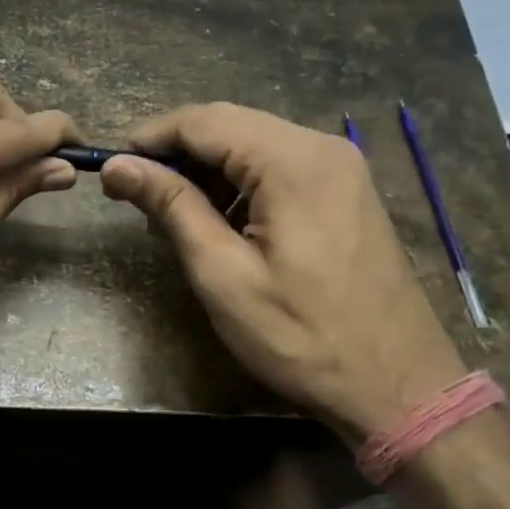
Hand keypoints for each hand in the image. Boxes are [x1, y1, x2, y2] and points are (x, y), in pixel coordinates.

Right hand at [100, 103, 465, 440]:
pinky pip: (279, 167)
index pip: (203, 121)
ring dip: (206, 170)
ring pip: (253, 144)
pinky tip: (219, 222)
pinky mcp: (345, 192)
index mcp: (293, 161)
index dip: (149, 138)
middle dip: (175, 153)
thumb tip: (117, 165)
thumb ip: (170, 207)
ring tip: (171, 216)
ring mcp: (340, 168)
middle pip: (229, 125)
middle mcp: (322, 147)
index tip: (111, 169)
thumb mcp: (222, 273)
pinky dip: (239, 184)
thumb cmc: (301, 336)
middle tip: (134, 194)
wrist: (398, 387)